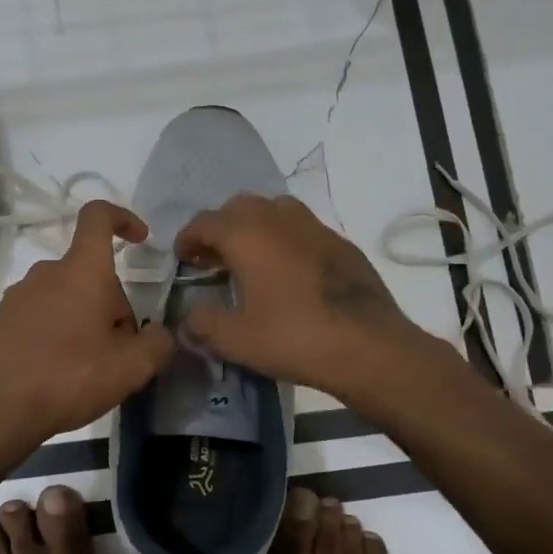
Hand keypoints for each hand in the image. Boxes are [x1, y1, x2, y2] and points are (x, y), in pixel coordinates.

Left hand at [0, 201, 175, 443]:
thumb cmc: (68, 377)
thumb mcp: (130, 368)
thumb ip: (158, 344)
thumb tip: (159, 333)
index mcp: (81, 271)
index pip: (98, 217)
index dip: (123, 218)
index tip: (141, 239)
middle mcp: (46, 272)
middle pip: (90, 273)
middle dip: (112, 304)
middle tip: (119, 352)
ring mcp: (18, 296)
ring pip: (66, 297)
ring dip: (85, 321)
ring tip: (88, 369)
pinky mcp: (0, 321)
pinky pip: (41, 316)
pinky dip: (57, 334)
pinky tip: (58, 374)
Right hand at [175, 194, 422, 397]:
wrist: (370, 346)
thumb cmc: (295, 338)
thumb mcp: (236, 340)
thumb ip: (203, 324)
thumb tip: (187, 318)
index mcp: (248, 235)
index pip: (205, 222)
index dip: (188, 238)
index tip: (182, 258)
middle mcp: (279, 219)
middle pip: (239, 207)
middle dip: (220, 228)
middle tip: (213, 259)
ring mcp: (315, 227)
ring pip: (274, 210)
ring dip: (254, 227)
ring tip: (250, 259)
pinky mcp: (341, 243)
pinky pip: (302, 228)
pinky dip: (285, 239)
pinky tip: (289, 272)